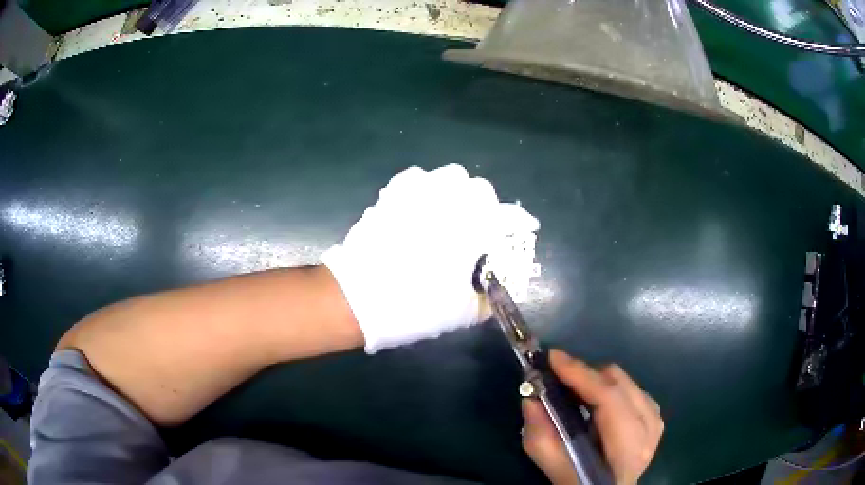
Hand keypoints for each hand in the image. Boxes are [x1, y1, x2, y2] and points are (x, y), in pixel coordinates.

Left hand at [321, 164, 538, 352]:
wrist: (362, 298)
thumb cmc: (417, 306)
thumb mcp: (463, 312)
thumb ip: (489, 295)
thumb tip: (499, 284)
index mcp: (473, 230)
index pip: (509, 217)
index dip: (521, 221)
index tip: (527, 226)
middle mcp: (450, 204)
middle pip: (481, 189)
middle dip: (488, 205)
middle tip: (481, 225)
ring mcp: (420, 195)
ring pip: (450, 175)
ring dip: (458, 190)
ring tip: (452, 209)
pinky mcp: (394, 195)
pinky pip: (417, 177)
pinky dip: (425, 186)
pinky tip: (422, 203)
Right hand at [522, 350, 663, 484]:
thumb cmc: (581, 484)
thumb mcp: (555, 469)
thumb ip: (541, 437)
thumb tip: (530, 397)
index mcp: (626, 450)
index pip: (609, 400)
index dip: (581, 375)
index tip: (553, 357)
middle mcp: (648, 430)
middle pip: (619, 384)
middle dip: (586, 375)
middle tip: (558, 377)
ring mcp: (655, 422)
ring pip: (626, 381)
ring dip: (598, 380)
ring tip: (576, 390)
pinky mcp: (655, 418)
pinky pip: (633, 388)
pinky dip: (611, 387)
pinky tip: (598, 400)